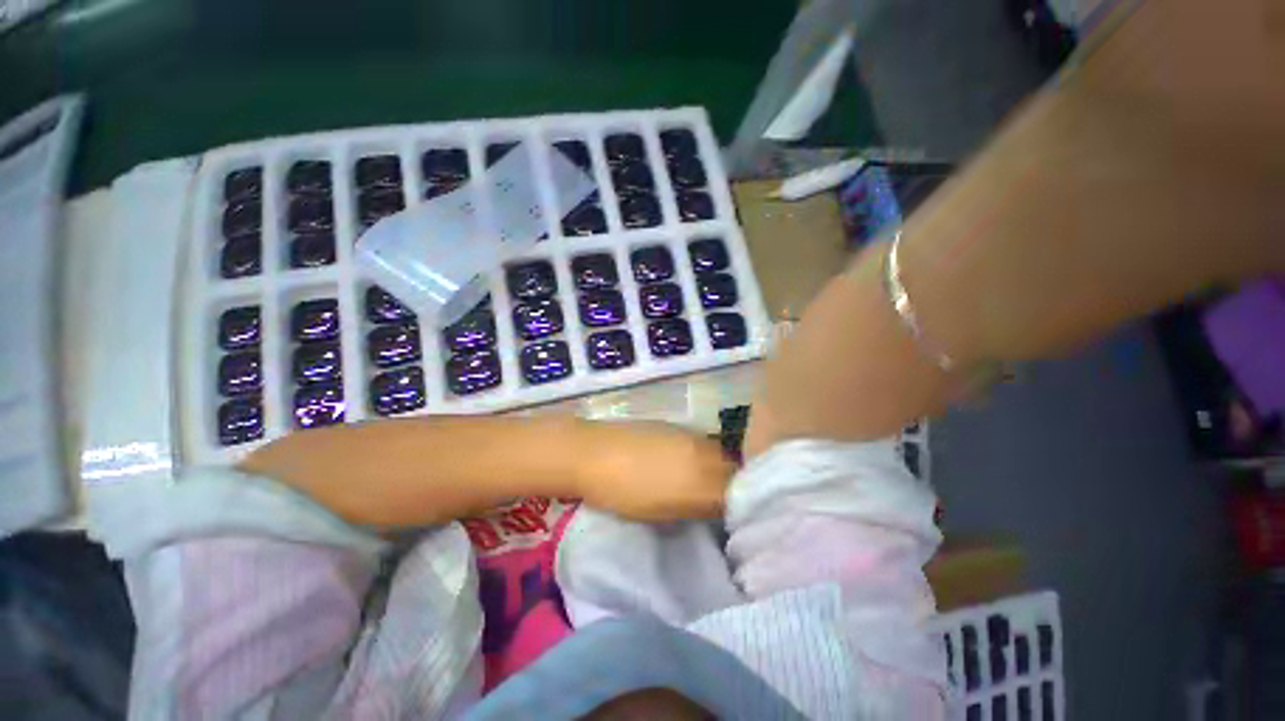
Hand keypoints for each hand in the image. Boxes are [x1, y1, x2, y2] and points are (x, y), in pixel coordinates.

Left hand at [577, 421, 735, 521]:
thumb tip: (715, 508)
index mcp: (699, 480)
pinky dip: (705, 453)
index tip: (733, 515)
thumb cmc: (621, 492)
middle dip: (734, 484)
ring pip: (720, 452)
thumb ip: (694, 508)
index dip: (738, 505)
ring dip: (721, 467)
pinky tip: (689, 461)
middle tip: (723, 498)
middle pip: (733, 469)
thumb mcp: (660, 512)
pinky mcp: (677, 424)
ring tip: (707, 480)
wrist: (592, 452)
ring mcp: (689, 434)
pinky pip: (703, 441)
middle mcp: (702, 452)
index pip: (736, 493)